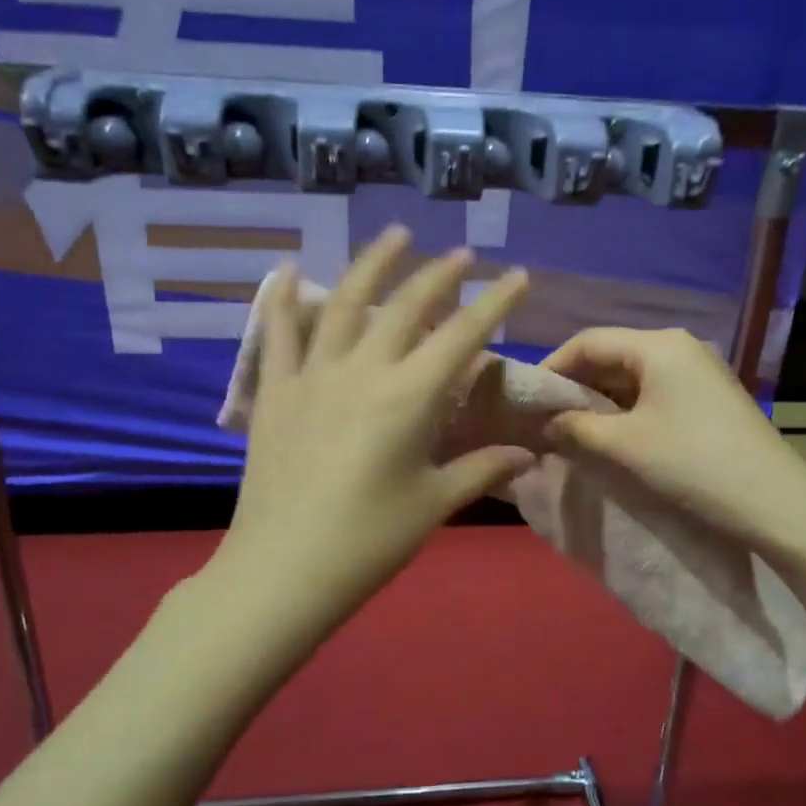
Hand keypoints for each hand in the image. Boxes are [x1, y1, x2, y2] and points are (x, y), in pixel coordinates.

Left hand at [209, 227, 532, 645]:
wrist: (282, 570)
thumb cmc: (368, 541)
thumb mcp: (432, 504)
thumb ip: (481, 469)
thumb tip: (529, 455)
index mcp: (408, 398)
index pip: (462, 336)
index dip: (494, 302)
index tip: (518, 275)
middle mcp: (362, 371)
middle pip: (406, 307)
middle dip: (440, 275)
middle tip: (463, 254)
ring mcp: (313, 376)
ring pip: (345, 303)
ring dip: (373, 264)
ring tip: (396, 235)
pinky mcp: (276, 391)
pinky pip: (278, 333)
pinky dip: (282, 297)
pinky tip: (286, 267)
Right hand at [540, 327, 805, 555]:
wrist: (775, 503)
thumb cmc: (692, 463)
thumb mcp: (623, 445)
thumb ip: (574, 428)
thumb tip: (543, 424)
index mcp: (659, 345)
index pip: (589, 341)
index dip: (552, 367)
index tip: (526, 401)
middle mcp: (680, 348)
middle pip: (612, 356)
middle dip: (575, 387)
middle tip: (545, 420)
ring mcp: (699, 373)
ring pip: (633, 378)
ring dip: (600, 403)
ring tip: (572, 433)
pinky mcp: (710, 400)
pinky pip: (655, 395)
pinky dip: (627, 413)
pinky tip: (612, 439)